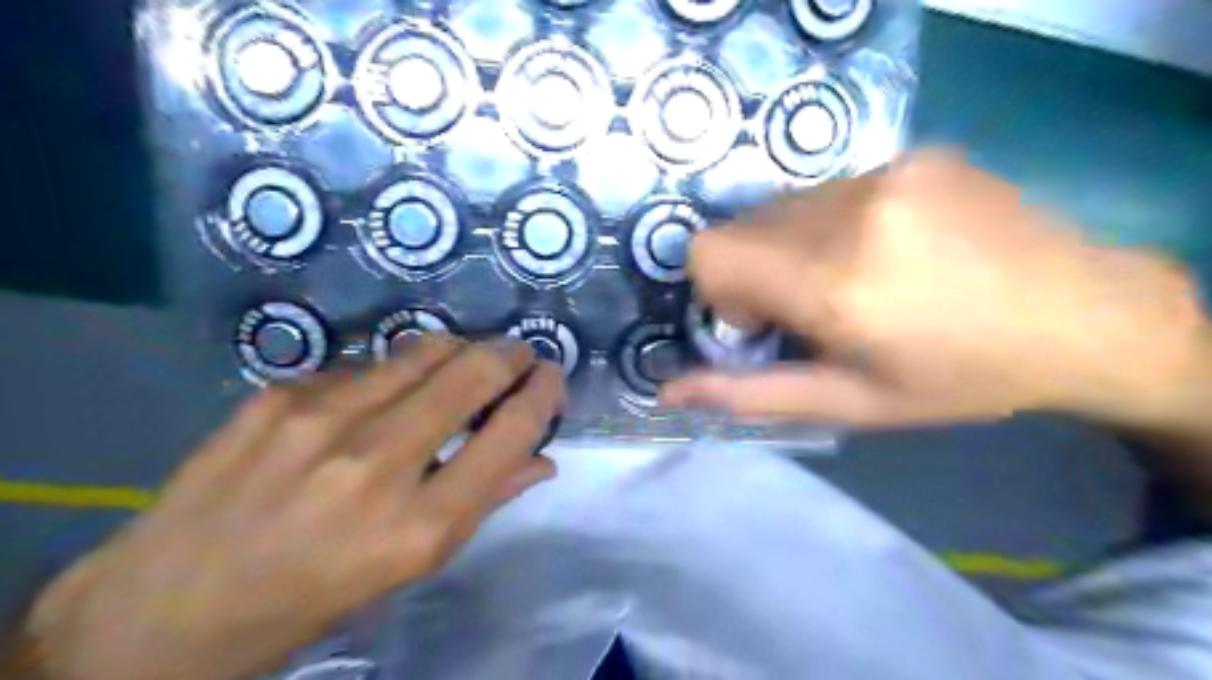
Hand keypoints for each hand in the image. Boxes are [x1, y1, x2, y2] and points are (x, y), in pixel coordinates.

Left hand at [22, 338, 563, 678]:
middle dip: (512, 353)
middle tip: (520, 355)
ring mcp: (322, 420)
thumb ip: (483, 501)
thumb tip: (541, 458)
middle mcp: (377, 464)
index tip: (552, 376)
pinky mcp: (279, 395)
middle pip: (474, 371)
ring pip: (424, 350)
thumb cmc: (310, 600)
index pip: (511, 431)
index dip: (543, 392)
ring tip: (463, 362)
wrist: (163, 608)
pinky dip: (394, 372)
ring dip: (460, 350)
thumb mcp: (409, 568)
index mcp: (420, 525)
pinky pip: (366, 365)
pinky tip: (382, 394)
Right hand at [662, 149, 1211, 427]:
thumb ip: (750, 393)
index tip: (762, 318)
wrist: (1085, 318)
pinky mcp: (913, 153)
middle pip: (740, 225)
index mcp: (833, 284)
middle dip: (753, 270)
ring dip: (792, 243)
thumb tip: (668, 392)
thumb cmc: (956, 379)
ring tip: (852, 275)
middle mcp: (850, 213)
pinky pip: (829, 186)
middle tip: (811, 304)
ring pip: (781, 204)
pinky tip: (888, 246)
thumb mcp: (849, 404)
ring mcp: (885, 173)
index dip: (718, 289)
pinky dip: (832, 220)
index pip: (709, 253)